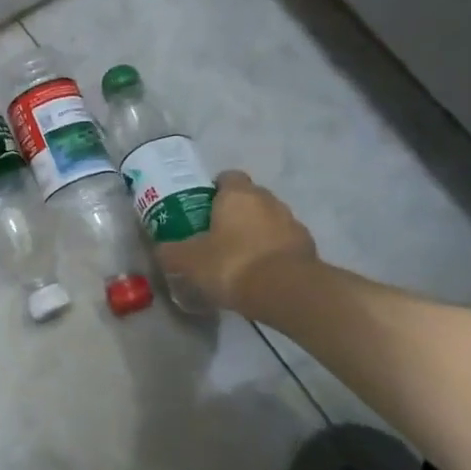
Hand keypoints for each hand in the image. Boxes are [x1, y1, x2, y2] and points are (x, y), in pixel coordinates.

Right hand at [157, 171, 318, 316]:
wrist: (287, 292)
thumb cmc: (231, 264)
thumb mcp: (187, 260)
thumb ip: (171, 252)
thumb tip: (162, 250)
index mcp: (238, 194)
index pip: (227, 177)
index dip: (213, 190)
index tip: (201, 208)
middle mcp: (269, 201)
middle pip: (249, 198)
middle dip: (234, 213)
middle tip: (214, 234)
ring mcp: (293, 223)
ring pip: (268, 221)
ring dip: (255, 233)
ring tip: (237, 258)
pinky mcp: (308, 248)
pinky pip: (283, 244)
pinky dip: (272, 253)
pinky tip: (258, 275)